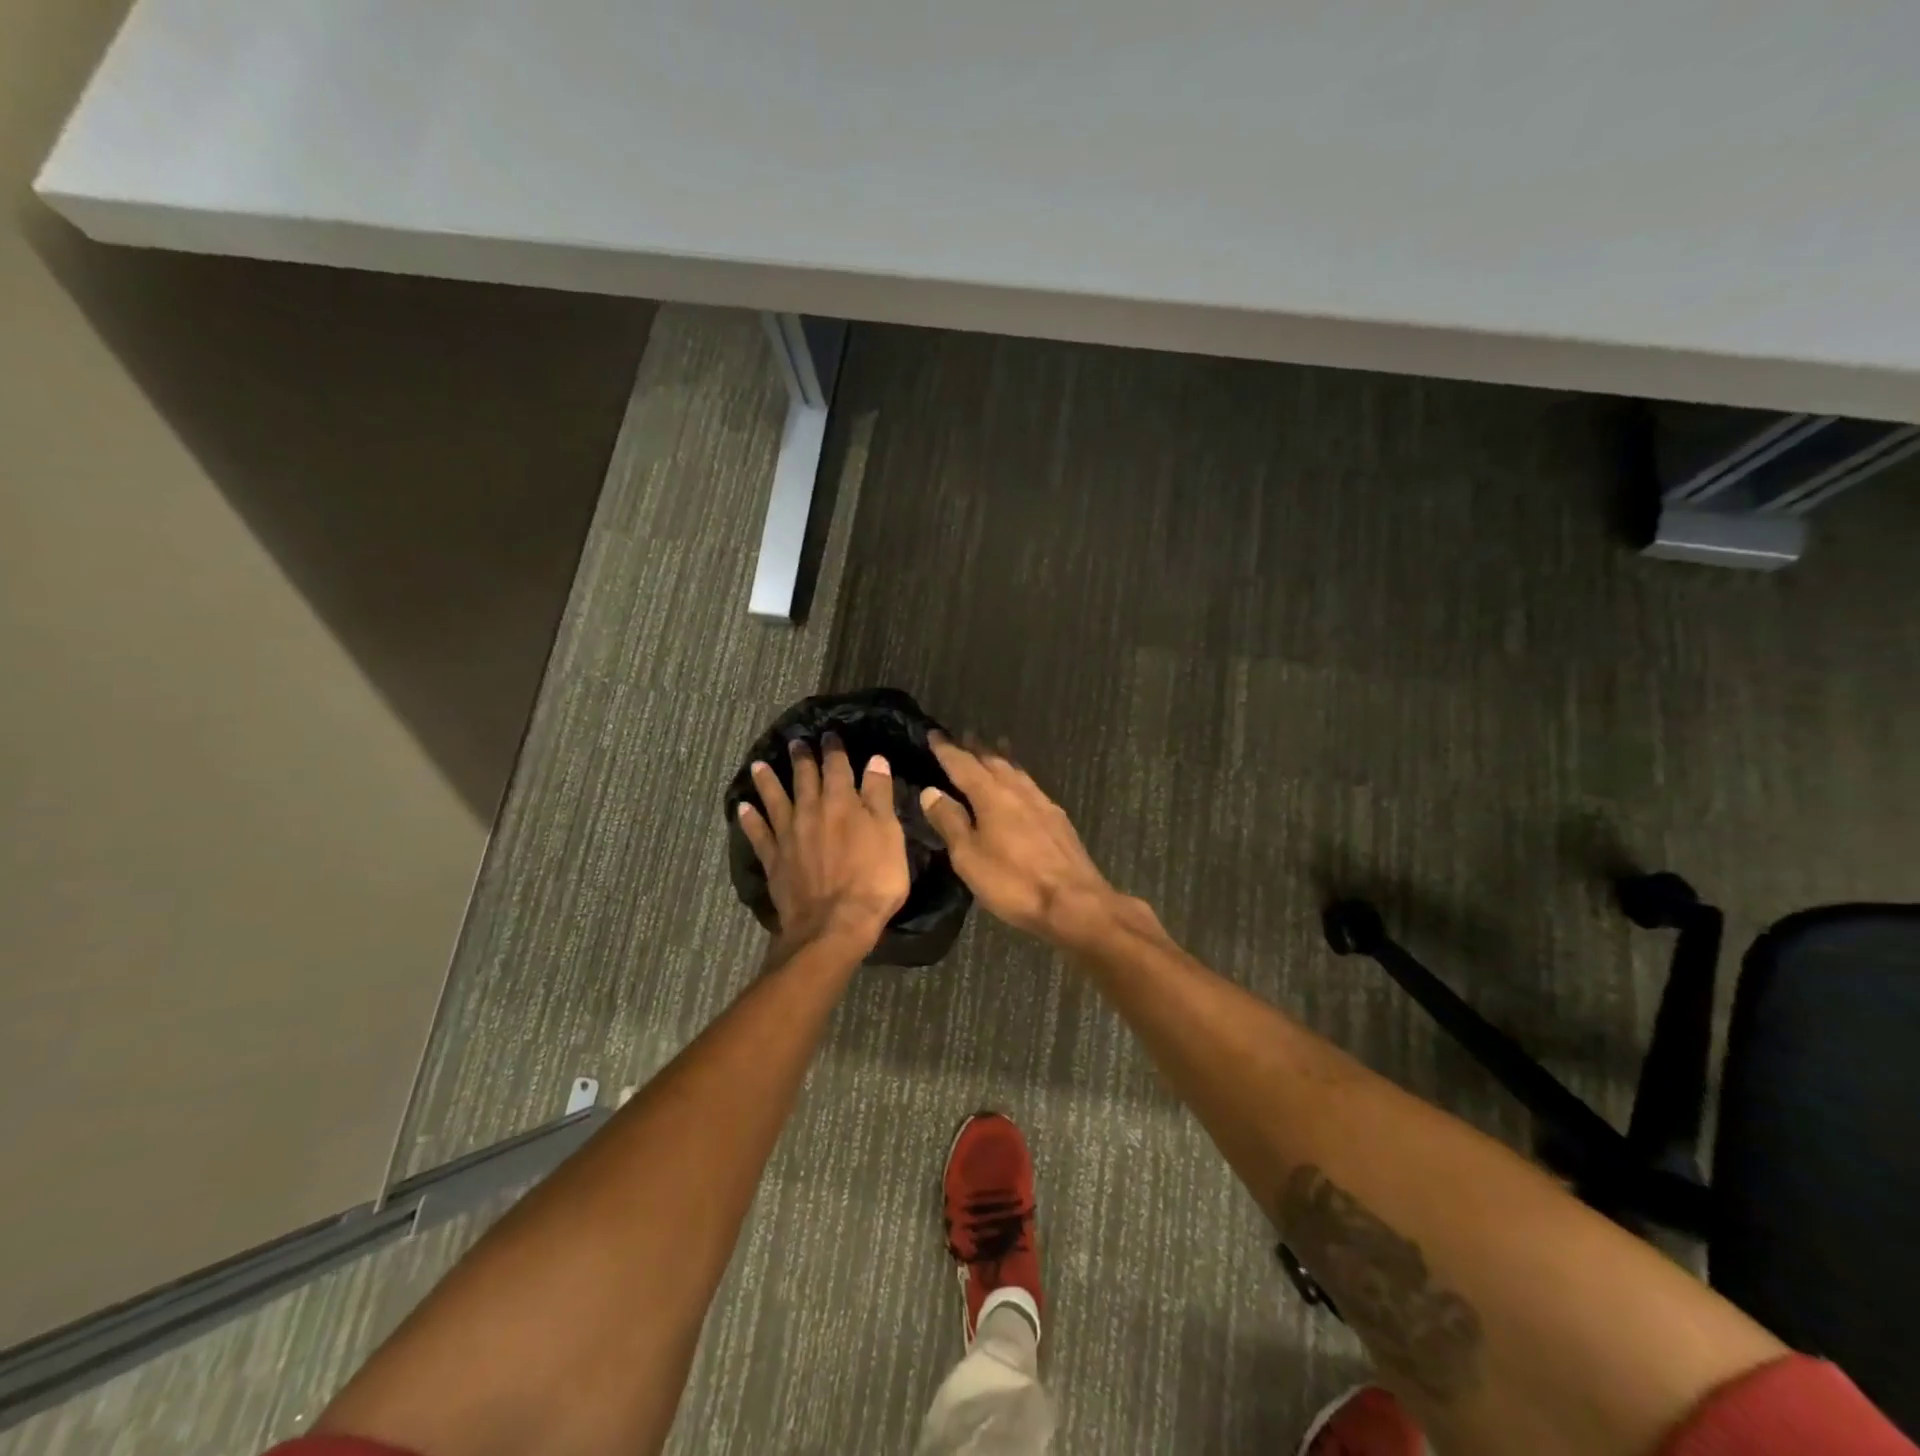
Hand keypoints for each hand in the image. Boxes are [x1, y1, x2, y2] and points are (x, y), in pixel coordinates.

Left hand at [737, 733, 909, 953]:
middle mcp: (810, 811)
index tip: (830, 735)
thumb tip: (874, 760)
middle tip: (795, 742)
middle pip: (804, 779)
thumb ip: (879, 796)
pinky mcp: (775, 861)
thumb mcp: (889, 835)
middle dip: (801, 759)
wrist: (834, 925)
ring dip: (767, 781)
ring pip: (775, 800)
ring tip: (759, 764)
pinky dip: (750, 819)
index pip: (837, 767)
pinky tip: (743, 808)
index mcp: (842, 802)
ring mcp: (788, 836)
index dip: (834, 750)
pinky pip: (758, 834)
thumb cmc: (873, 880)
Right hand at [918, 736, 1121, 944]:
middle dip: (976, 748)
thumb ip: (950, 822)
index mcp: (991, 796)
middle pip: (993, 761)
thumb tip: (930, 791)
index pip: (963, 765)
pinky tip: (1021, 785)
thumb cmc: (1014, 882)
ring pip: (1016, 771)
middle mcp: (1017, 791)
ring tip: (994, 747)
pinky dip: (1018, 776)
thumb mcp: (969, 857)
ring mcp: (1042, 803)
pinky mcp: (1057, 819)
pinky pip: (1031, 785)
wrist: (1074, 902)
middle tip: (963, 736)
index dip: (947, 750)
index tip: (934, 734)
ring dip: (1001, 758)